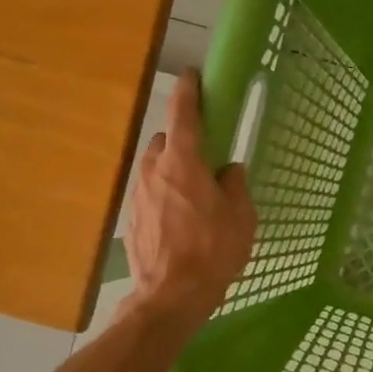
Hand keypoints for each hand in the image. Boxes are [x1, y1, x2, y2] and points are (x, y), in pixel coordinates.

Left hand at [125, 71, 256, 325]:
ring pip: (155, 170)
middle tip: (205, 163)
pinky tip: (180, 223)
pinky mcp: (131, 219)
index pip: (183, 116)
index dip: (189, 93)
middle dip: (183, 144)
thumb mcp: (241, 218)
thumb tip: (230, 171)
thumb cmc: (213, 251)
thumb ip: (236, 187)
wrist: (171, 295)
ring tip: (194, 199)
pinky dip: (164, 198)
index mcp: (183, 163)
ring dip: (172, 173)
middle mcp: (154, 171)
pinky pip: (150, 196)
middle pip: (165, 143)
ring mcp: (137, 196)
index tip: (192, 75)